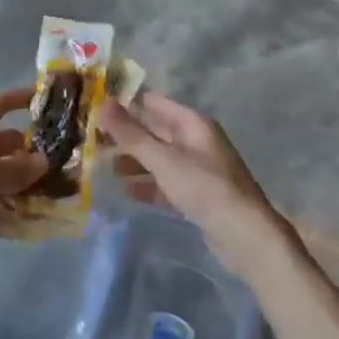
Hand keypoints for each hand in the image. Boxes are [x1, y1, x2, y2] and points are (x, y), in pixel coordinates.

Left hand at [0, 86, 45, 268]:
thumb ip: (16, 168)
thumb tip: (43, 161)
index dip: (19, 98)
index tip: (44, 98)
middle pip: (2, 145)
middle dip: (28, 151)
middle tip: (59, 161)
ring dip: (21, 185)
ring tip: (51, 194)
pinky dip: (6, 214)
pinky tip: (29, 224)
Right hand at [97, 94, 289, 278]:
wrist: (244, 235)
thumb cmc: (203, 187)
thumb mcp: (163, 159)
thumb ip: (131, 134)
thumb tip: (103, 103)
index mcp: (193, 123)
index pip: (155, 104)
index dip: (128, 105)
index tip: (98, 110)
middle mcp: (197, 141)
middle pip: (156, 131)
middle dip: (128, 136)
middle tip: (94, 142)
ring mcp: (199, 169)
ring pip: (160, 158)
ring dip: (135, 162)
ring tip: (106, 168)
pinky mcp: (198, 195)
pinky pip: (167, 182)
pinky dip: (149, 185)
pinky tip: (128, 192)